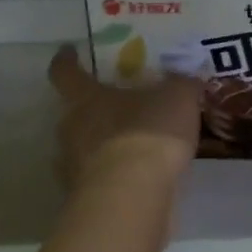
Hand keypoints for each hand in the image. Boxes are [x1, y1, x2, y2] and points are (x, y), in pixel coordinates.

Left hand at [48, 46, 200, 190]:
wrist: (131, 197)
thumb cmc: (148, 134)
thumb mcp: (178, 98)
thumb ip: (182, 85)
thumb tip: (186, 78)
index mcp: (86, 98)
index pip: (65, 72)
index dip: (65, 60)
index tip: (68, 52)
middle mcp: (70, 129)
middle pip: (74, 113)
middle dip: (94, 110)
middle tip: (120, 108)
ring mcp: (72, 167)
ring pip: (84, 149)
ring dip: (104, 147)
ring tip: (134, 148)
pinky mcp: (83, 199)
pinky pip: (97, 180)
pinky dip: (114, 178)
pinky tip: (138, 180)